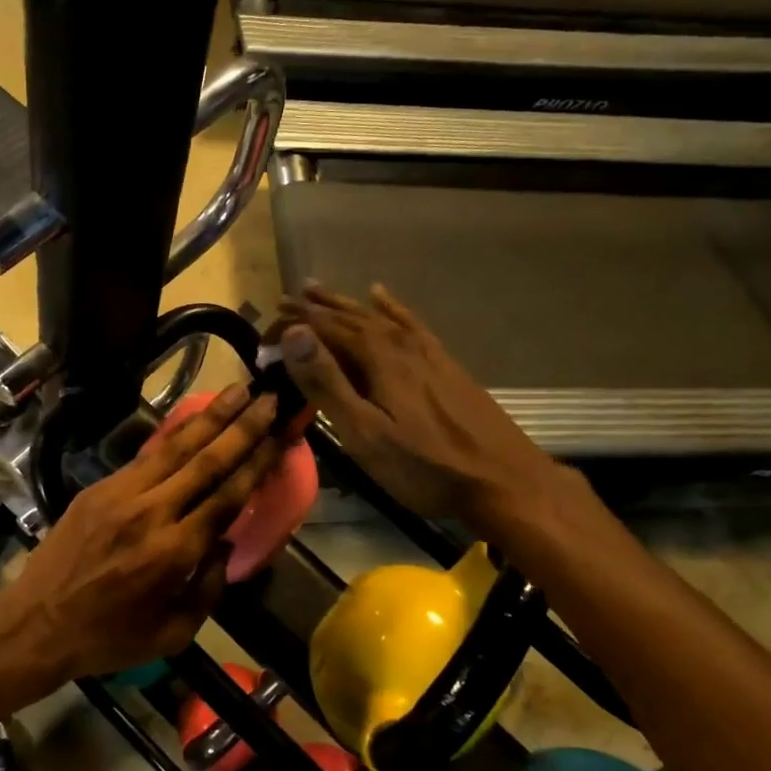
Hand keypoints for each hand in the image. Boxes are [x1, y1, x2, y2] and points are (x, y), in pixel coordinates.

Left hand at [0, 384, 283, 684]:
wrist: (35, 624)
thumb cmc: (108, 638)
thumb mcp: (172, 633)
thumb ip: (208, 588)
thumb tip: (224, 541)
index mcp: (173, 552)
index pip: (227, 497)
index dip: (257, 463)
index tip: (281, 435)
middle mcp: (150, 513)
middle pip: (206, 460)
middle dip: (242, 427)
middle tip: (270, 398)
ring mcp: (120, 494)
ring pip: (175, 447)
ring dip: (210, 416)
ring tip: (238, 390)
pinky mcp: (98, 488)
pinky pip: (145, 456)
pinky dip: (173, 434)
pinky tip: (193, 418)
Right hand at [274, 282, 561, 527]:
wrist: (502, 480)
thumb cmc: (424, 466)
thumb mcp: (365, 432)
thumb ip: (327, 382)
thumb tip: (294, 334)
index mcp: (378, 358)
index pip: (325, 329)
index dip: (295, 325)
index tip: (268, 325)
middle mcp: (400, 344)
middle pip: (351, 318)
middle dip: (315, 309)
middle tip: (287, 301)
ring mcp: (426, 352)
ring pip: (377, 317)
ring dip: (345, 304)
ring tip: (318, 290)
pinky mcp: (445, 364)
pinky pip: (410, 324)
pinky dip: (391, 307)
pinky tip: (382, 296)